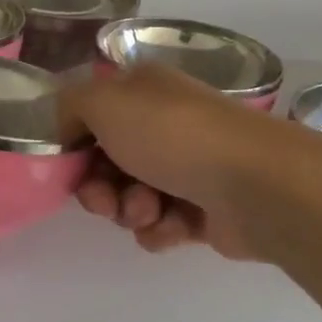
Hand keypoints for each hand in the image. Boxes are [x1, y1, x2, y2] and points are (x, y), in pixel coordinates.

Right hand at [61, 66, 270, 257]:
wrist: (256, 185)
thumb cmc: (173, 135)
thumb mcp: (103, 102)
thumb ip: (68, 107)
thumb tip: (66, 127)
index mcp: (143, 92)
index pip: (92, 117)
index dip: (74, 145)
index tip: (68, 166)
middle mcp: (165, 124)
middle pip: (106, 162)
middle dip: (98, 187)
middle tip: (104, 200)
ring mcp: (187, 167)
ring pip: (131, 196)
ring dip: (129, 209)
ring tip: (149, 211)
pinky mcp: (205, 210)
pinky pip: (161, 224)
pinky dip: (159, 229)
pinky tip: (173, 227)